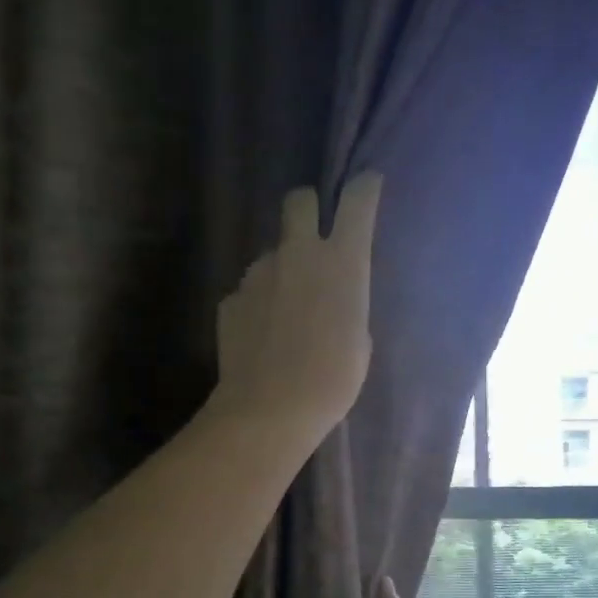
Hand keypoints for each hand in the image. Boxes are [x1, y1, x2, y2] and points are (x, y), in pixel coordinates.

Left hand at [213, 172, 381, 442]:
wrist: (270, 409)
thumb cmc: (332, 381)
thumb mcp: (359, 340)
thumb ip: (348, 303)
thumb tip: (332, 295)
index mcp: (342, 262)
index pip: (357, 200)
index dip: (363, 188)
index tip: (366, 188)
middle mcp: (298, 254)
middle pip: (298, 200)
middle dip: (307, 209)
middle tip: (311, 237)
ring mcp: (258, 274)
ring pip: (271, 254)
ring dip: (280, 271)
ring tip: (284, 314)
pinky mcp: (231, 298)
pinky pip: (250, 291)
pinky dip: (257, 305)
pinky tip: (261, 337)